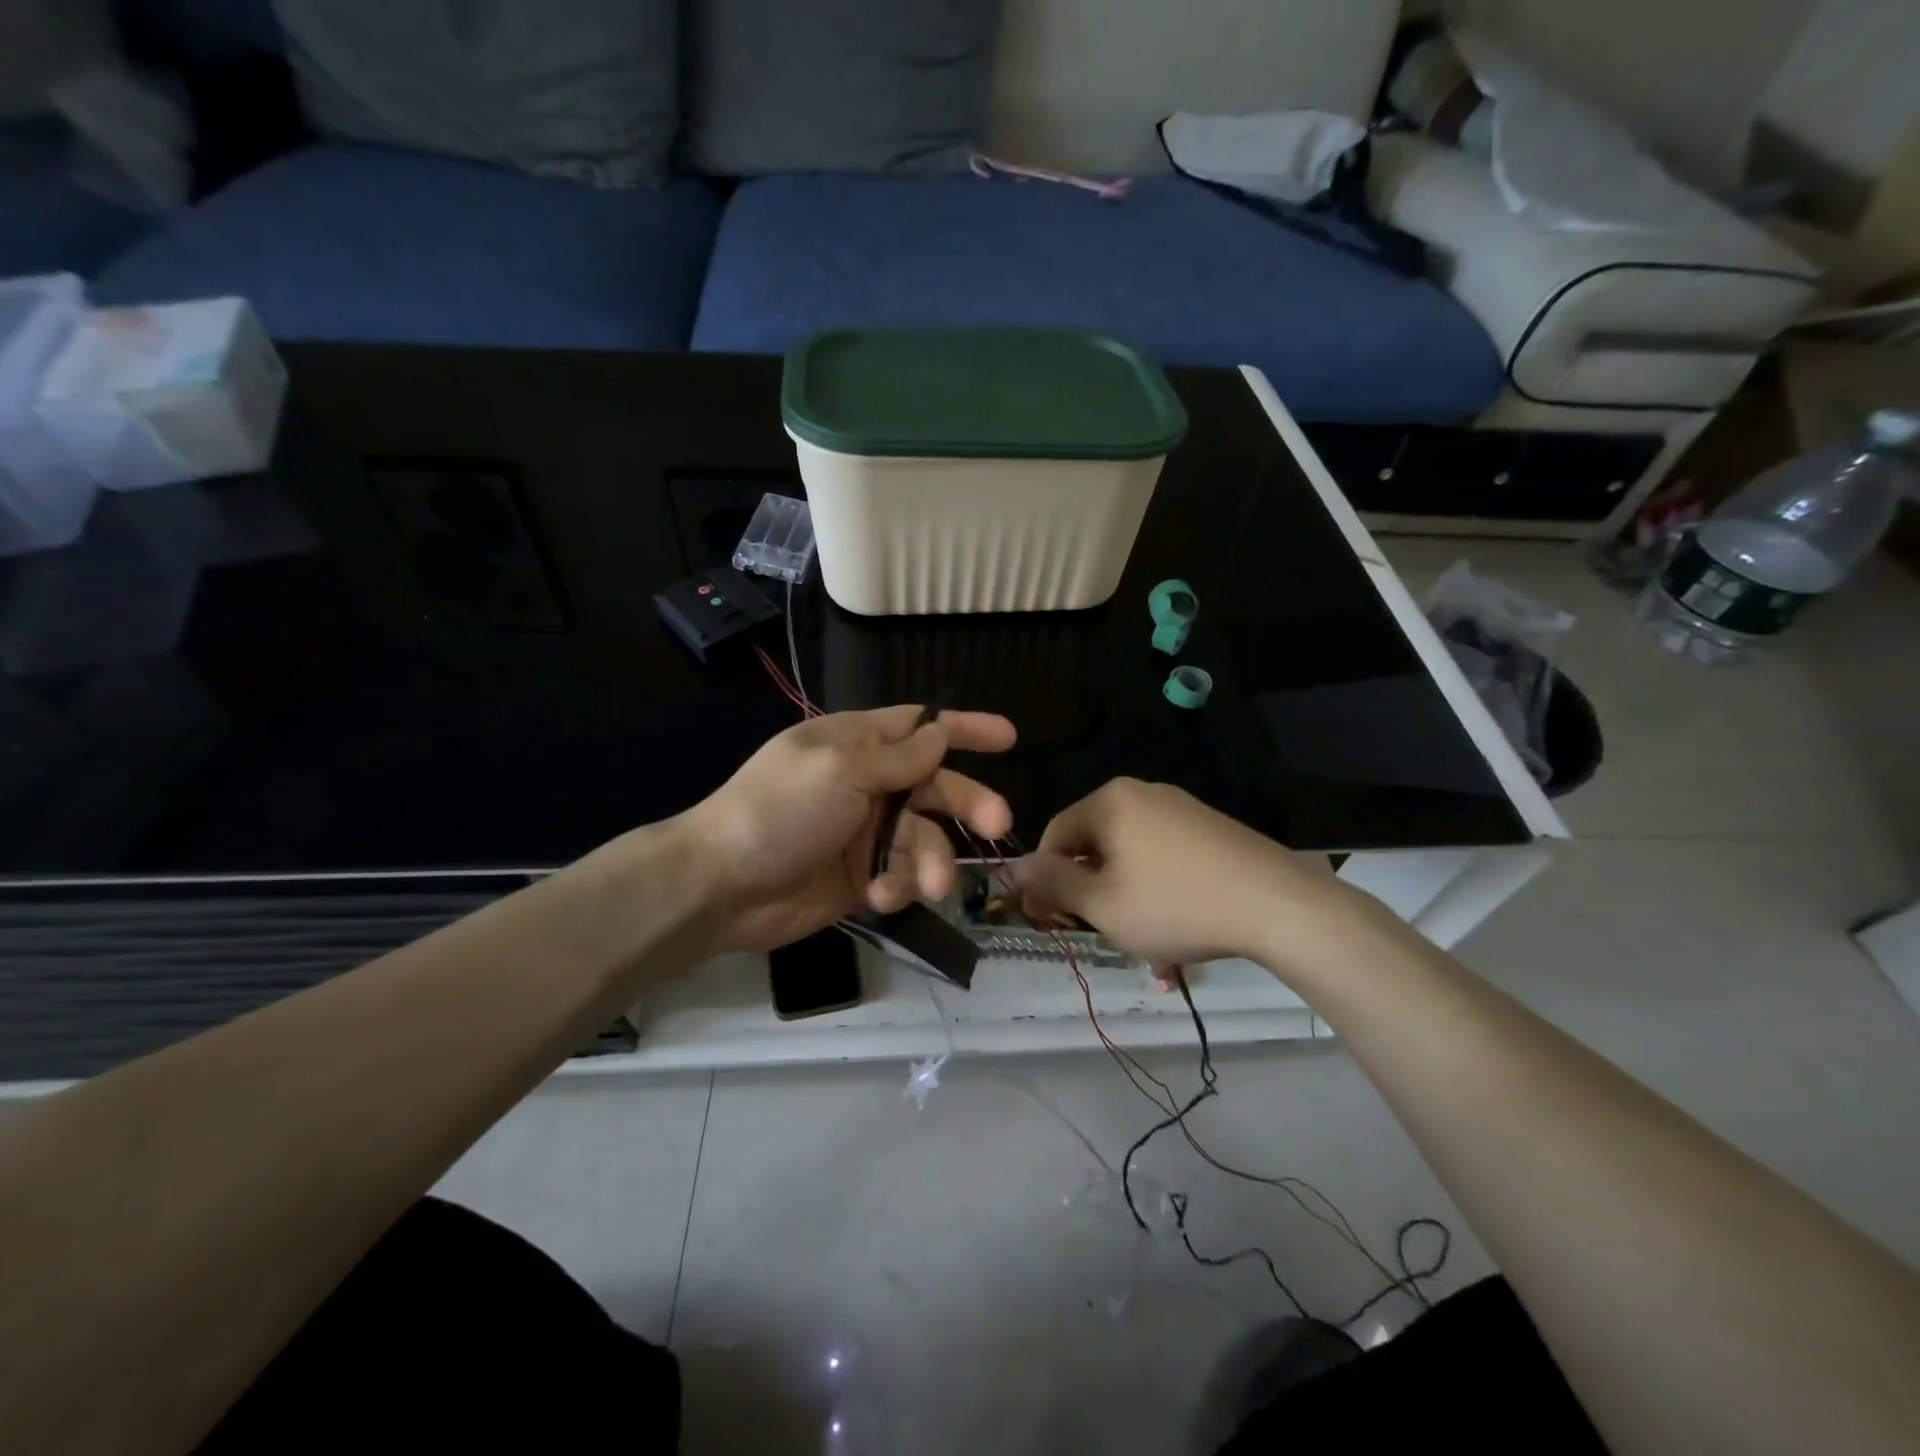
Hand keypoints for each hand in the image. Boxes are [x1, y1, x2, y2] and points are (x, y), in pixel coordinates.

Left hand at [682, 705, 1016, 952]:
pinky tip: (879, 897)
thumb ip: (898, 758)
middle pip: (936, 787)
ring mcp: (865, 833)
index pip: (921, 727)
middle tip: (999, 825)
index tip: (1009, 736)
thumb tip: (941, 733)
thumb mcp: (841, 771)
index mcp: (857, 744)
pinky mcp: (862, 878)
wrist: (721, 885)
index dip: (964, 728)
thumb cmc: (780, 810)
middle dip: (968, 805)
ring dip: (931, 862)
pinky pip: (900, 877)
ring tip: (929, 887)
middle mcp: (868, 784)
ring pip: (924, 840)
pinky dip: (897, 887)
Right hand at [1009, 778, 1358, 968]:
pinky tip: (1173, 916)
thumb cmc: (1176, 903)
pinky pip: (1162, 851)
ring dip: (1120, 888)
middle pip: (1093, 839)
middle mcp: (1142, 792)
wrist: (1279, 905)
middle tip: (1094, 928)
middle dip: (1086, 885)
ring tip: (1138, 931)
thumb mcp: (1103, 904)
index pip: (1055, 833)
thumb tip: (1014, 869)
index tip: (1048, 917)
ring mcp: (1181, 806)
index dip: (1044, 877)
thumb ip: (1053, 883)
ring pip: (1128, 849)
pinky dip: (1154, 882)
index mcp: (1110, 800)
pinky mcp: (1210, 826)